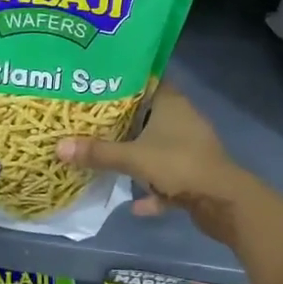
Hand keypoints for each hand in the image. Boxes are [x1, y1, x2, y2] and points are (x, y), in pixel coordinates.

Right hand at [56, 84, 269, 248]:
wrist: (224, 202)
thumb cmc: (179, 164)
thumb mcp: (133, 157)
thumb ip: (97, 152)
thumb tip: (58, 146)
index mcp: (171, 102)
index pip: (146, 80)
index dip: (123, 81)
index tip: (97, 84)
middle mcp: (182, 118)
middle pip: (148, 114)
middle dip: (123, 121)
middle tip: (92, 121)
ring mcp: (190, 147)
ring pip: (157, 145)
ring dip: (138, 154)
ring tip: (108, 156)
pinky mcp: (195, 173)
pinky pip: (167, 176)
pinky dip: (153, 188)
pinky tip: (135, 203)